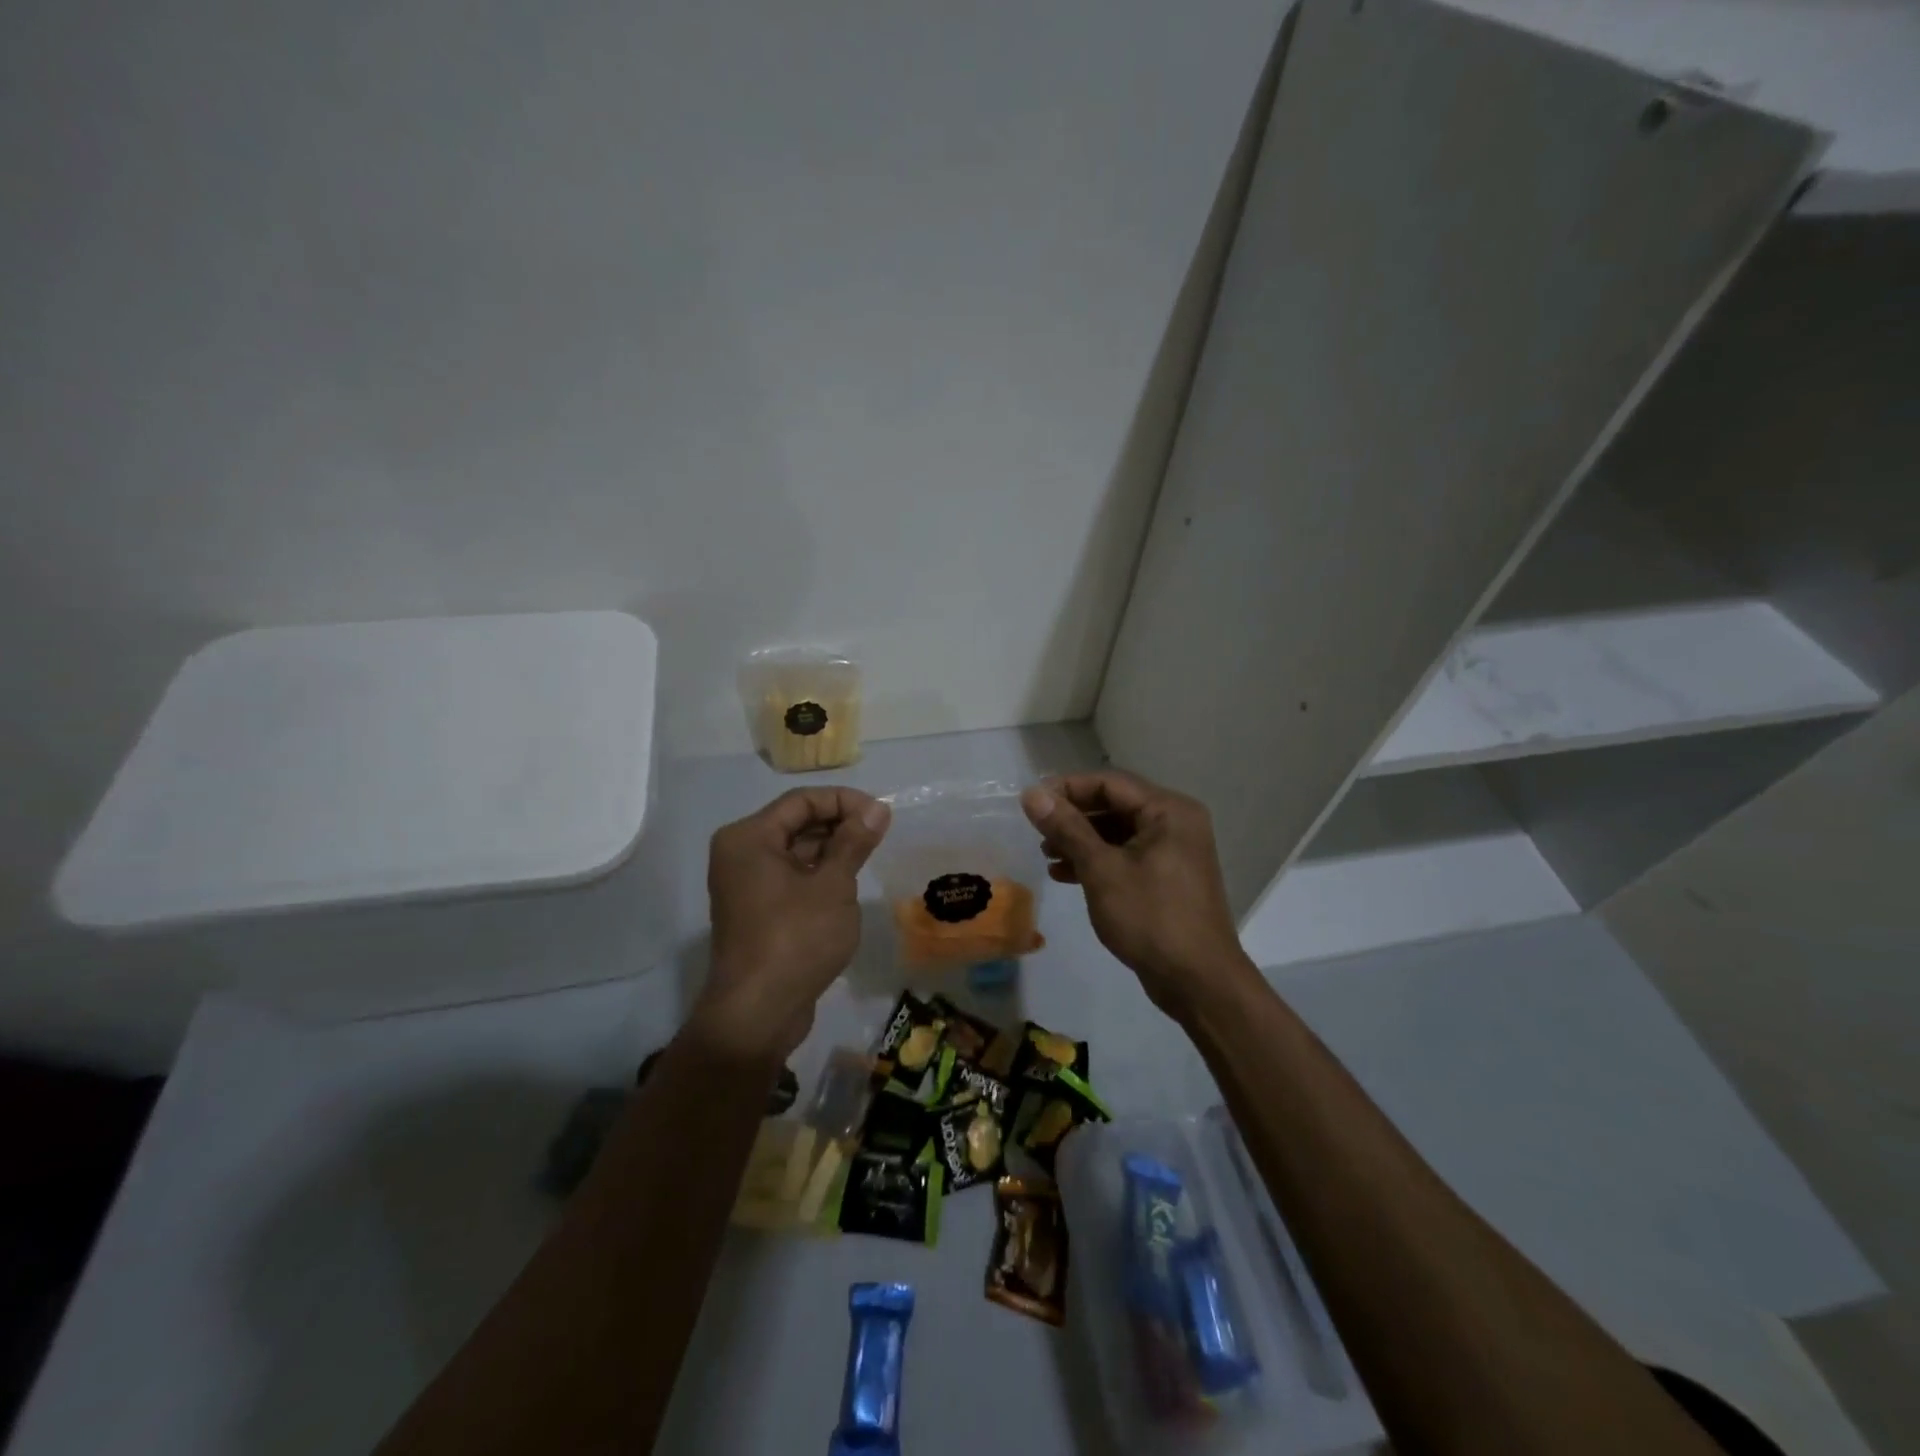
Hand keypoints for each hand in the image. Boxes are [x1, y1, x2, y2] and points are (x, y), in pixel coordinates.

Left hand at [693, 787, 890, 1063]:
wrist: (757, 1013)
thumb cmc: (796, 938)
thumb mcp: (833, 885)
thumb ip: (854, 841)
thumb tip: (877, 808)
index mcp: (748, 837)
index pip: (801, 801)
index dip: (844, 801)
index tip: (881, 815)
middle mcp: (740, 854)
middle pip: (796, 823)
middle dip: (839, 825)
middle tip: (880, 836)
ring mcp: (746, 884)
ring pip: (795, 851)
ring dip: (832, 851)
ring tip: (869, 858)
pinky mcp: (756, 910)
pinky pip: (790, 877)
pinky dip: (818, 875)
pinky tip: (848, 885)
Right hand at [1021, 770, 1256, 1018]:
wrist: (1198, 982)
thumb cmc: (1151, 918)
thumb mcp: (1102, 870)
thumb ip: (1067, 828)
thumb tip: (1032, 794)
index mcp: (1168, 811)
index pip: (1109, 783)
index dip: (1067, 788)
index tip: (1031, 803)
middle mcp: (1175, 823)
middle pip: (1114, 806)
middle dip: (1073, 817)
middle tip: (1036, 830)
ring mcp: (1173, 852)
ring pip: (1118, 833)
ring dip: (1081, 841)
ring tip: (1046, 854)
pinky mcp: (1167, 879)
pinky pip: (1126, 857)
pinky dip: (1097, 862)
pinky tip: (1065, 875)